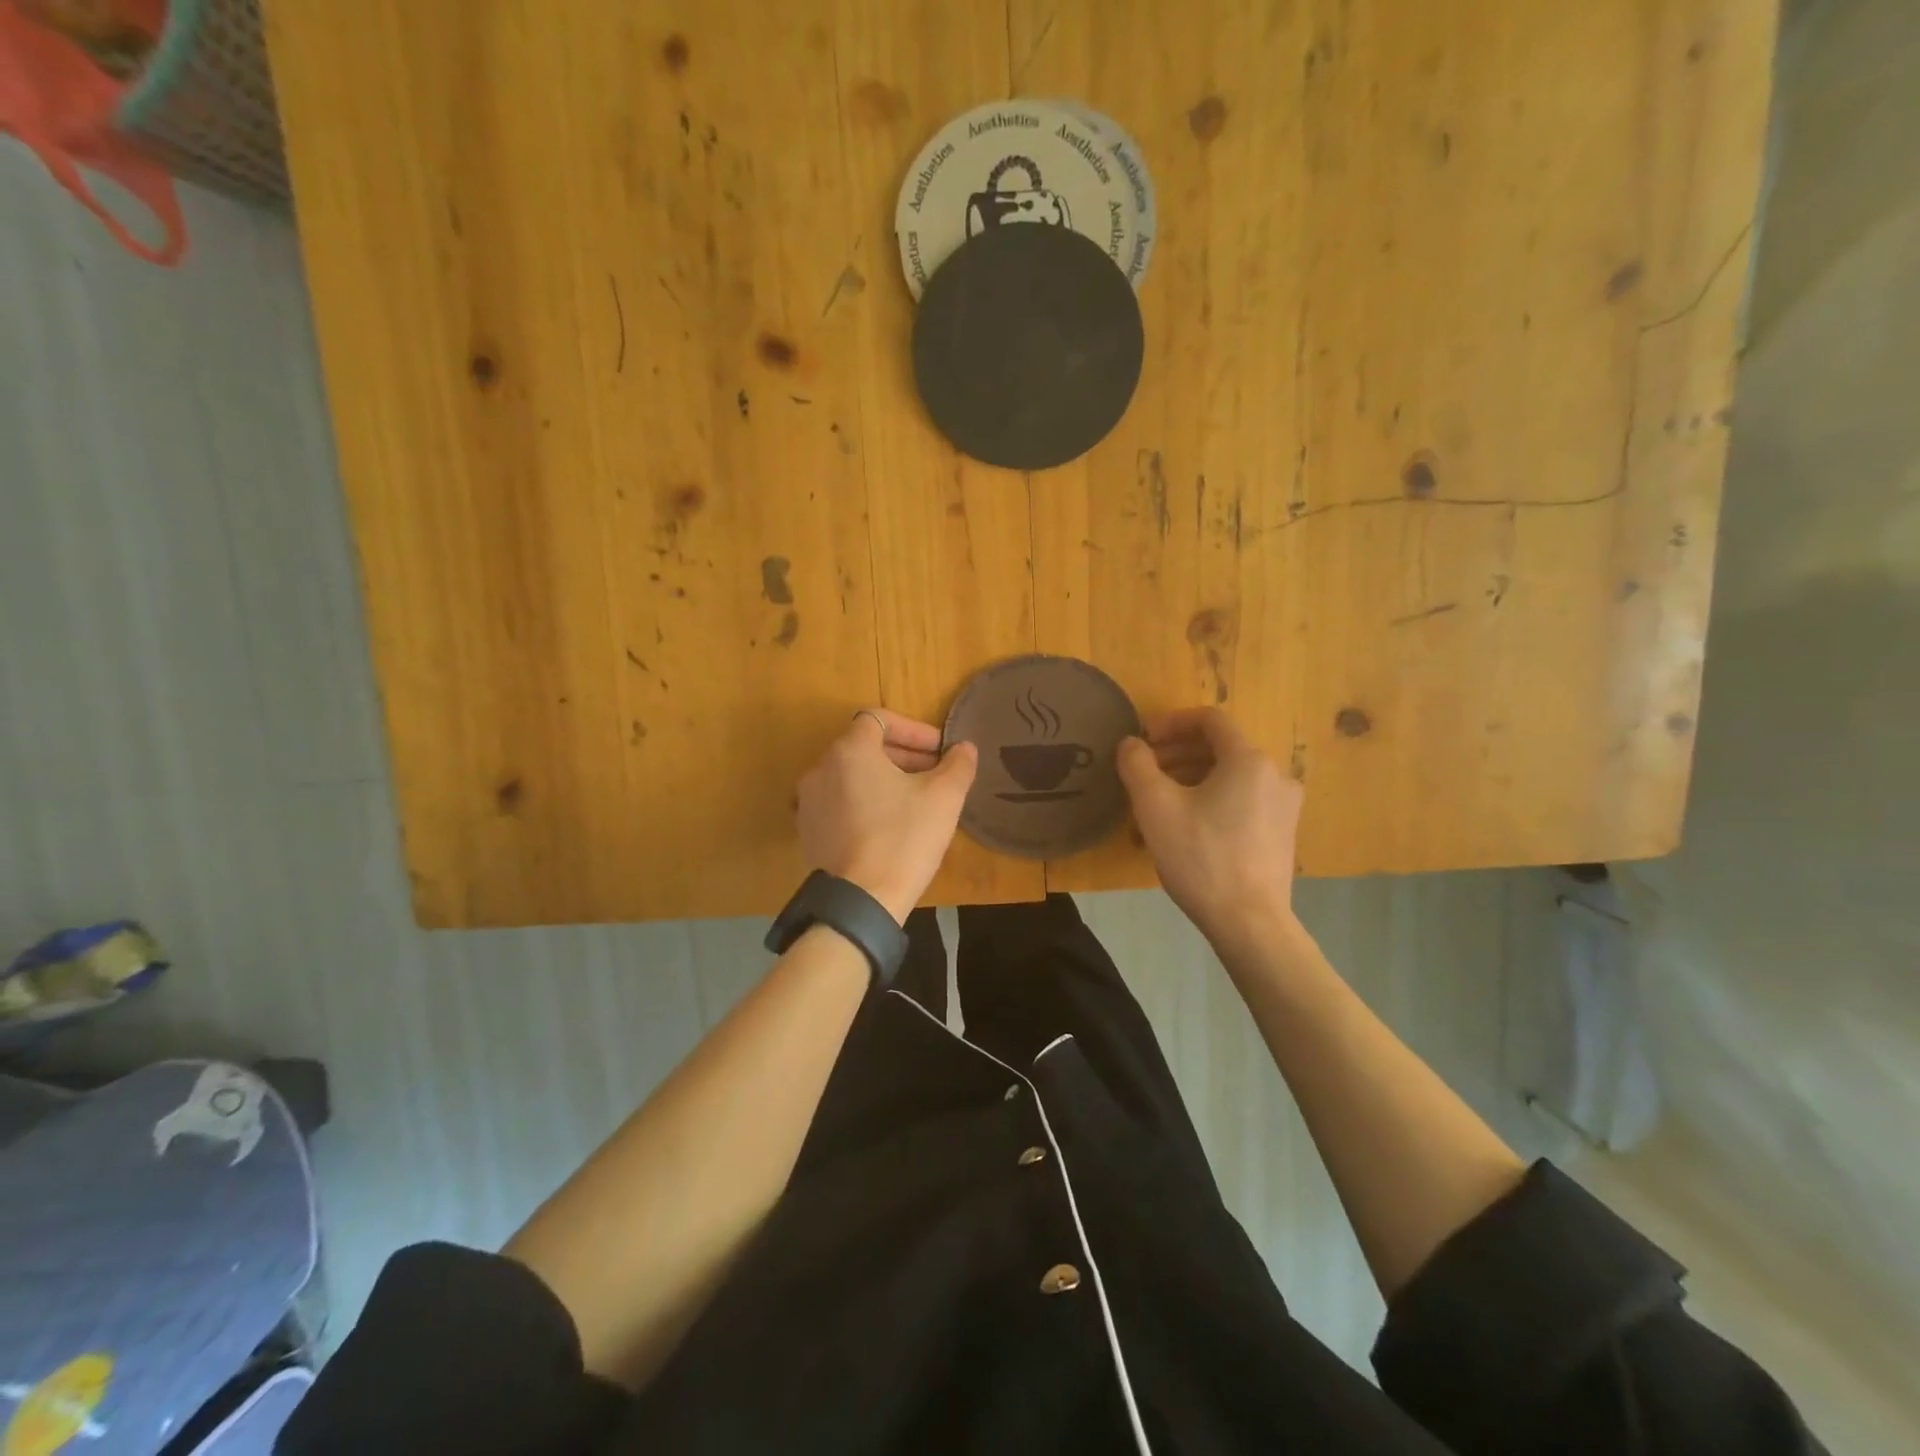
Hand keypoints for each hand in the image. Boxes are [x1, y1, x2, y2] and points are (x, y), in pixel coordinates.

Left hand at [795, 710, 978, 921]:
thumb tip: (963, 749)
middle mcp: (820, 769)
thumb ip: (958, 764)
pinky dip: (863, 803)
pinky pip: (839, 804)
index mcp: (849, 751)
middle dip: (902, 756)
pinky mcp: (808, 832)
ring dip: (883, 780)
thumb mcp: (944, 797)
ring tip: (913, 801)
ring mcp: (808, 802)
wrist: (862, 900)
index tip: (939, 750)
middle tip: (933, 774)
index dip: (913, 730)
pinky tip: (888, 827)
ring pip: (851, 776)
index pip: (879, 719)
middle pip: (864, 747)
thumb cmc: (905, 838)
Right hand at [1116, 707, 1302, 949]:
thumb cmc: (1200, 857)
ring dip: (1189, 780)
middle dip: (1176, 754)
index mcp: (1249, 760)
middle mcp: (1275, 775)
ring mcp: (1283, 807)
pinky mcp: (1281, 834)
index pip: (1210, 720)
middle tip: (1143, 773)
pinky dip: (1210, 801)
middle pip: (1219, 749)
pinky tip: (1184, 829)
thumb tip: (1132, 743)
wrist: (1249, 923)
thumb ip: (1137, 764)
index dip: (1171, 722)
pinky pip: (1241, 802)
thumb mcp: (1155, 806)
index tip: (1142, 740)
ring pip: (1228, 777)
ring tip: (1156, 805)